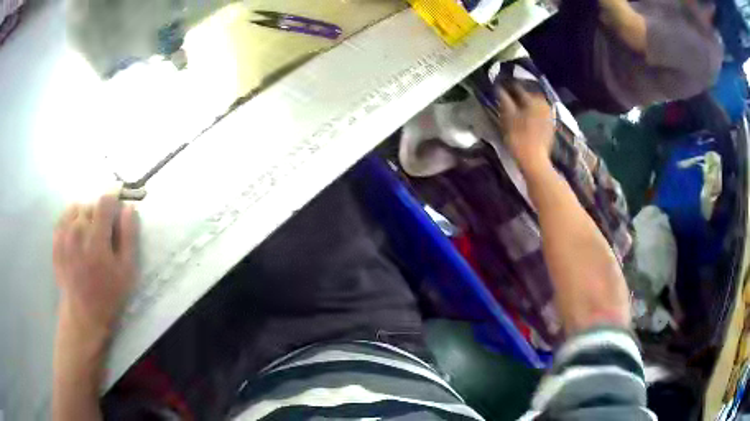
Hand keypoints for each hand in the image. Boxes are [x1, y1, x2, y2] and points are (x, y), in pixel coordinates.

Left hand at [53, 193, 138, 342]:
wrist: (82, 313)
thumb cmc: (108, 294)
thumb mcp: (126, 271)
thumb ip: (129, 237)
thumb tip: (128, 208)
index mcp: (96, 238)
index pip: (105, 201)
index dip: (113, 204)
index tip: (116, 217)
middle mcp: (77, 231)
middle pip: (91, 205)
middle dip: (99, 215)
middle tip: (103, 237)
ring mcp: (64, 234)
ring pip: (77, 208)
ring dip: (85, 217)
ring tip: (88, 236)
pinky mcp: (56, 240)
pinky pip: (64, 216)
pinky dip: (72, 220)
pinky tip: (76, 235)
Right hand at [495, 82, 554, 173]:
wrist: (534, 160)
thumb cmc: (519, 137)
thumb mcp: (508, 117)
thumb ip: (504, 100)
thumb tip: (499, 88)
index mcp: (533, 99)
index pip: (517, 88)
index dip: (507, 88)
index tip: (500, 89)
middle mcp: (543, 104)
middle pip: (528, 96)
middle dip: (519, 97)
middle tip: (508, 100)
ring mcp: (549, 116)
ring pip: (535, 105)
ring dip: (526, 105)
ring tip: (517, 110)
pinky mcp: (551, 126)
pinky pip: (540, 115)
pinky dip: (533, 114)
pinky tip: (526, 120)